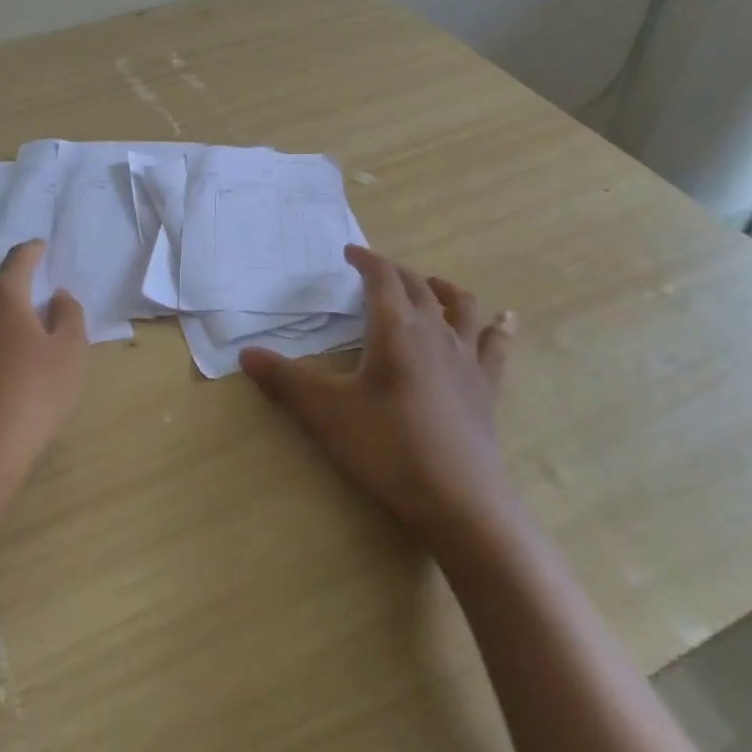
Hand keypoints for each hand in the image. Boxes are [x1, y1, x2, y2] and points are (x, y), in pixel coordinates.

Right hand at [240, 245, 516, 548]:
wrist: (457, 499)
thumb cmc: (386, 447)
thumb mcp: (324, 412)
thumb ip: (284, 380)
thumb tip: (245, 354)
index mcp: (396, 329)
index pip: (382, 278)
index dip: (365, 260)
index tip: (350, 253)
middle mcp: (435, 332)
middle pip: (417, 287)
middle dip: (395, 272)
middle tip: (375, 272)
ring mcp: (466, 359)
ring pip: (461, 306)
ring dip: (443, 289)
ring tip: (432, 285)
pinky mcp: (486, 386)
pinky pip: (495, 345)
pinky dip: (498, 326)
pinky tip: (506, 319)